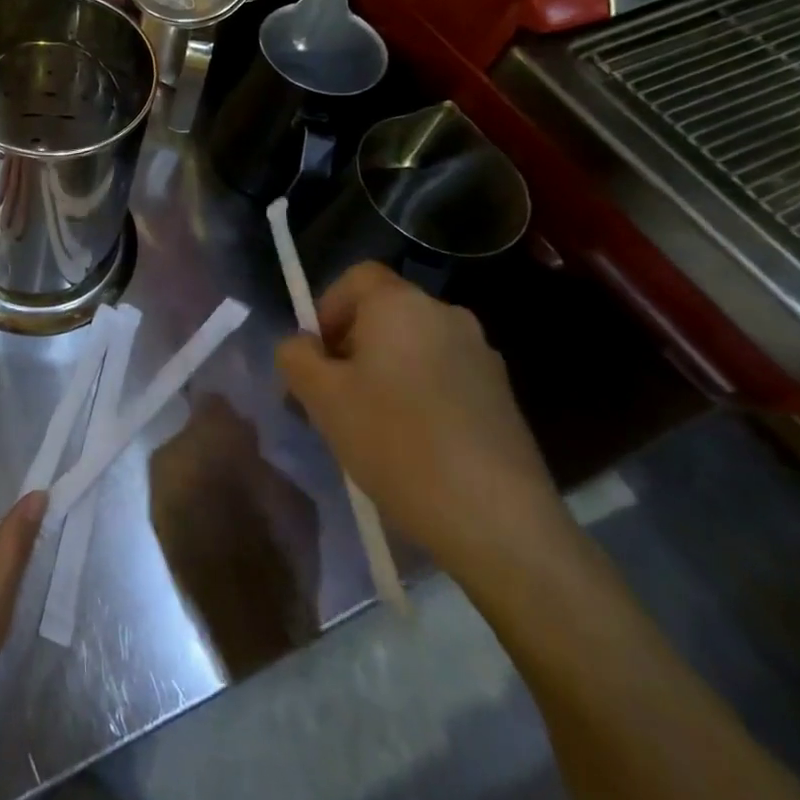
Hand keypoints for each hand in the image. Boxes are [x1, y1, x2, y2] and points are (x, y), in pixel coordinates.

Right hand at [274, 262, 566, 577]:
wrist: (499, 521)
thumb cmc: (396, 442)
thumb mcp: (321, 397)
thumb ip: (296, 356)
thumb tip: (303, 346)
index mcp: (401, 304)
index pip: (356, 277)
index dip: (327, 309)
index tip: (318, 357)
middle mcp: (446, 315)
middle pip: (384, 314)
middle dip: (353, 347)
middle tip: (335, 398)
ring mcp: (482, 356)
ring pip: (414, 348)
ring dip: (386, 374)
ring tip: (372, 428)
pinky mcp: (503, 397)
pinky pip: (444, 377)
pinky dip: (420, 397)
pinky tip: (414, 448)